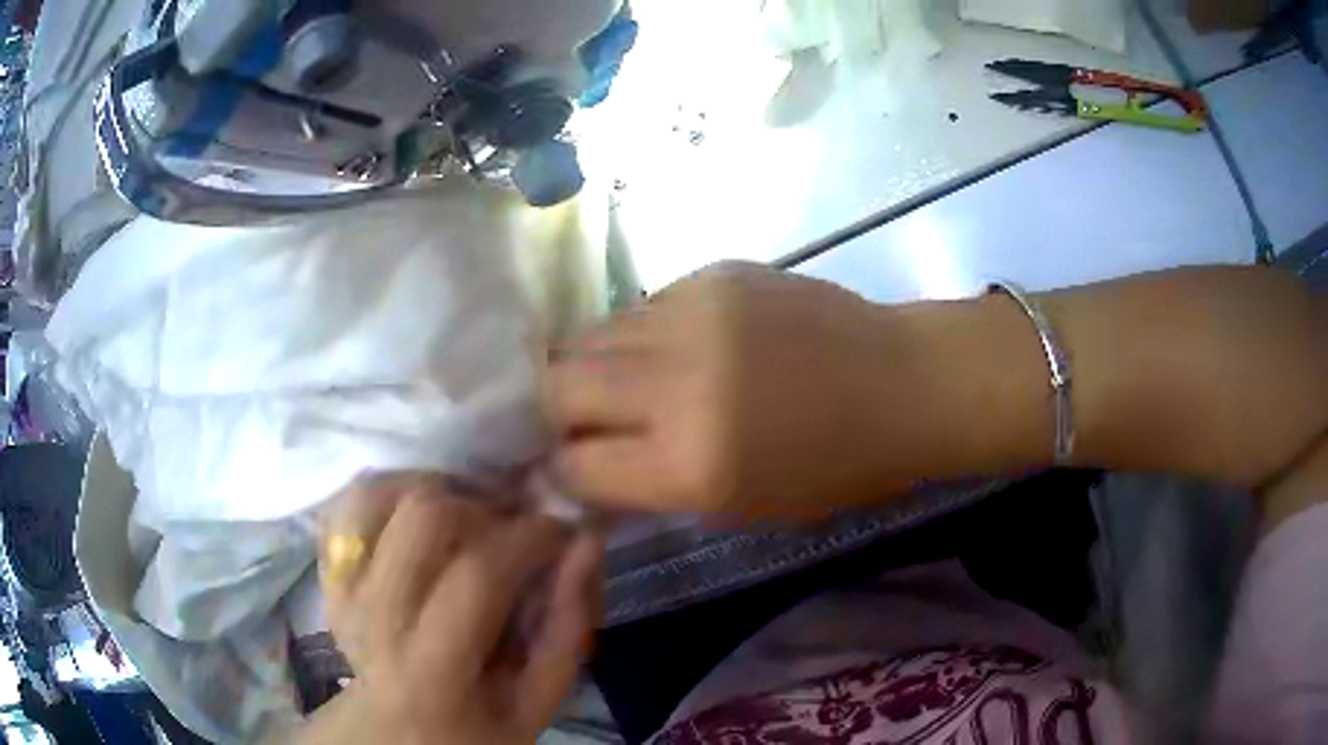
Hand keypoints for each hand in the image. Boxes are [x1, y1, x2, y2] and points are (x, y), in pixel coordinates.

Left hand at [319, 473, 601, 744]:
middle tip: (512, 528)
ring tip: (468, 518)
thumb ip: (567, 628)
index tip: (561, 534)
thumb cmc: (476, 723)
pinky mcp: (327, 568)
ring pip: (380, 492)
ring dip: (436, 490)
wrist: (396, 730)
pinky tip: (422, 515)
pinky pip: (349, 500)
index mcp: (431, 670)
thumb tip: (586, 542)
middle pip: (423, 515)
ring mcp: (340, 587)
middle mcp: (373, 619)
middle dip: (485, 506)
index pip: (478, 573)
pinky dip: (392, 490)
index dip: (531, 536)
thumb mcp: (538, 701)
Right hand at [544, 263, 938, 514]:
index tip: (569, 467)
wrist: (901, 382)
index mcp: (690, 463)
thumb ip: (651, 487)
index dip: (562, 471)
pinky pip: (642, 307)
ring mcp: (693, 314)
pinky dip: (641, 336)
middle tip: (582, 421)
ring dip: (594, 366)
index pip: (574, 465)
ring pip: (591, 335)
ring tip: (628, 382)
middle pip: (559, 384)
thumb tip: (585, 468)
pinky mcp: (711, 273)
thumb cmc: (832, 467)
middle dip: (555, 409)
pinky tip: (679, 348)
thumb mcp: (738, 507)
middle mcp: (676, 382)